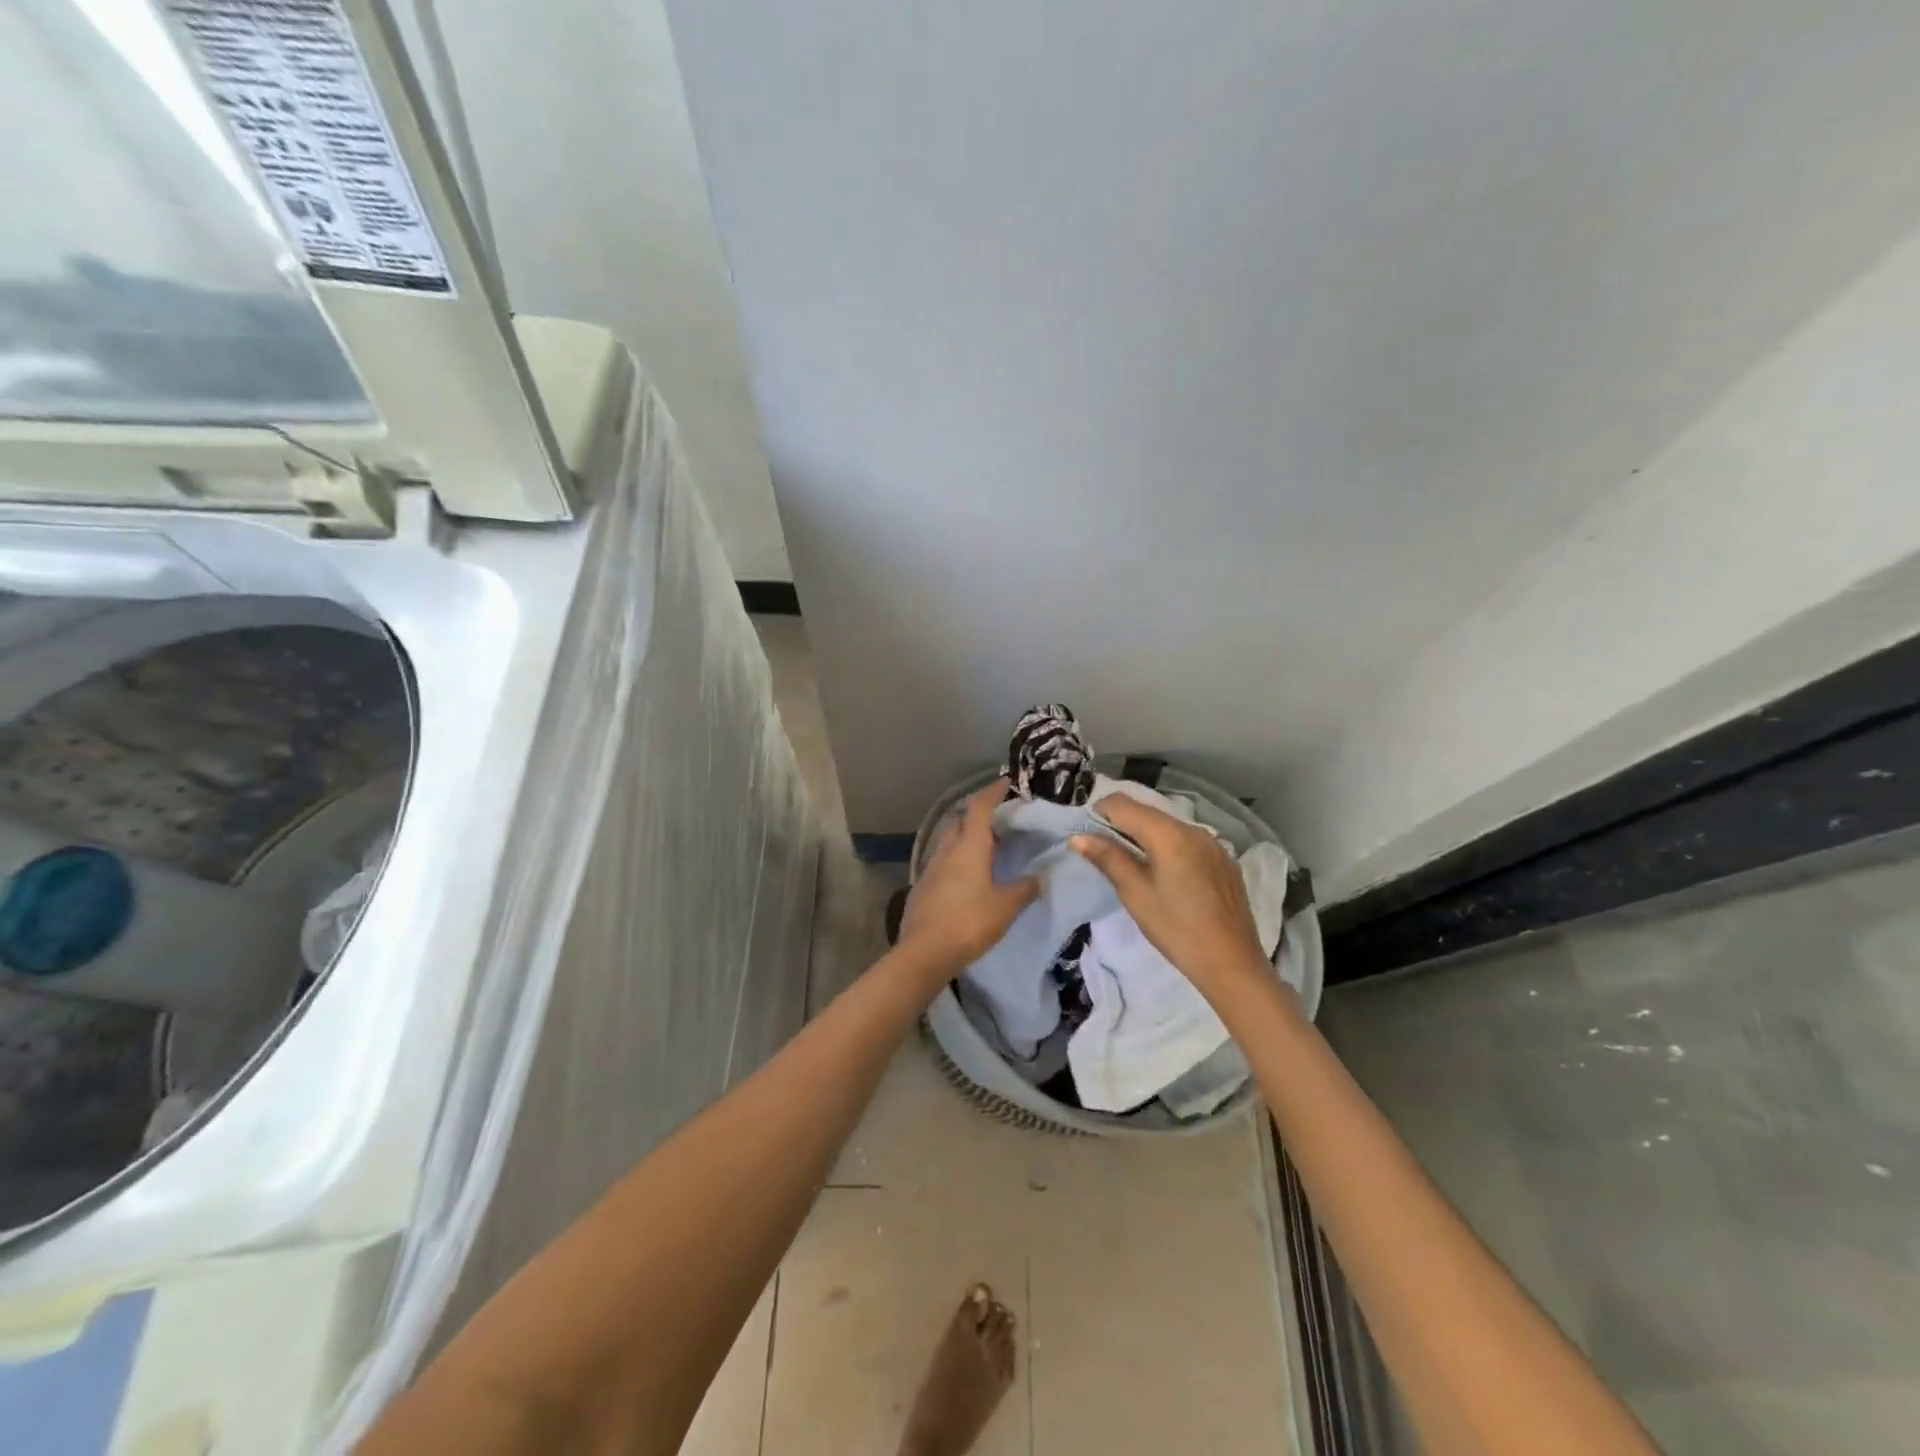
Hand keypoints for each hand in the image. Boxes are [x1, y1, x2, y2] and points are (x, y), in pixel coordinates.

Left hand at [897, 782, 1038, 975]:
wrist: (924, 951)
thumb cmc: (969, 922)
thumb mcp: (1006, 906)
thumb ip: (1024, 888)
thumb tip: (1041, 877)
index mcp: (969, 847)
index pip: (979, 807)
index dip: (992, 792)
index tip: (1006, 783)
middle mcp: (947, 850)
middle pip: (960, 821)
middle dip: (978, 815)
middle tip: (1000, 822)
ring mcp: (931, 868)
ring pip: (950, 842)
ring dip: (967, 838)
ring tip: (988, 850)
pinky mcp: (923, 887)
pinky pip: (943, 863)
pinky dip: (957, 860)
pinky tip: (968, 878)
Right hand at [1070, 796, 1268, 997]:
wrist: (1232, 963)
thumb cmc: (1177, 929)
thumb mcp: (1135, 894)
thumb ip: (1108, 858)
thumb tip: (1078, 837)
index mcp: (1169, 833)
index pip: (1123, 804)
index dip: (1099, 813)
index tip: (1088, 838)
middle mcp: (1193, 829)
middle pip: (1146, 812)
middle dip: (1121, 825)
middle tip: (1104, 855)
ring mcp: (1213, 844)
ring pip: (1167, 826)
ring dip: (1145, 837)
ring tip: (1134, 868)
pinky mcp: (1223, 860)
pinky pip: (1187, 842)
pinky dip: (1168, 848)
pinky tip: (1167, 878)